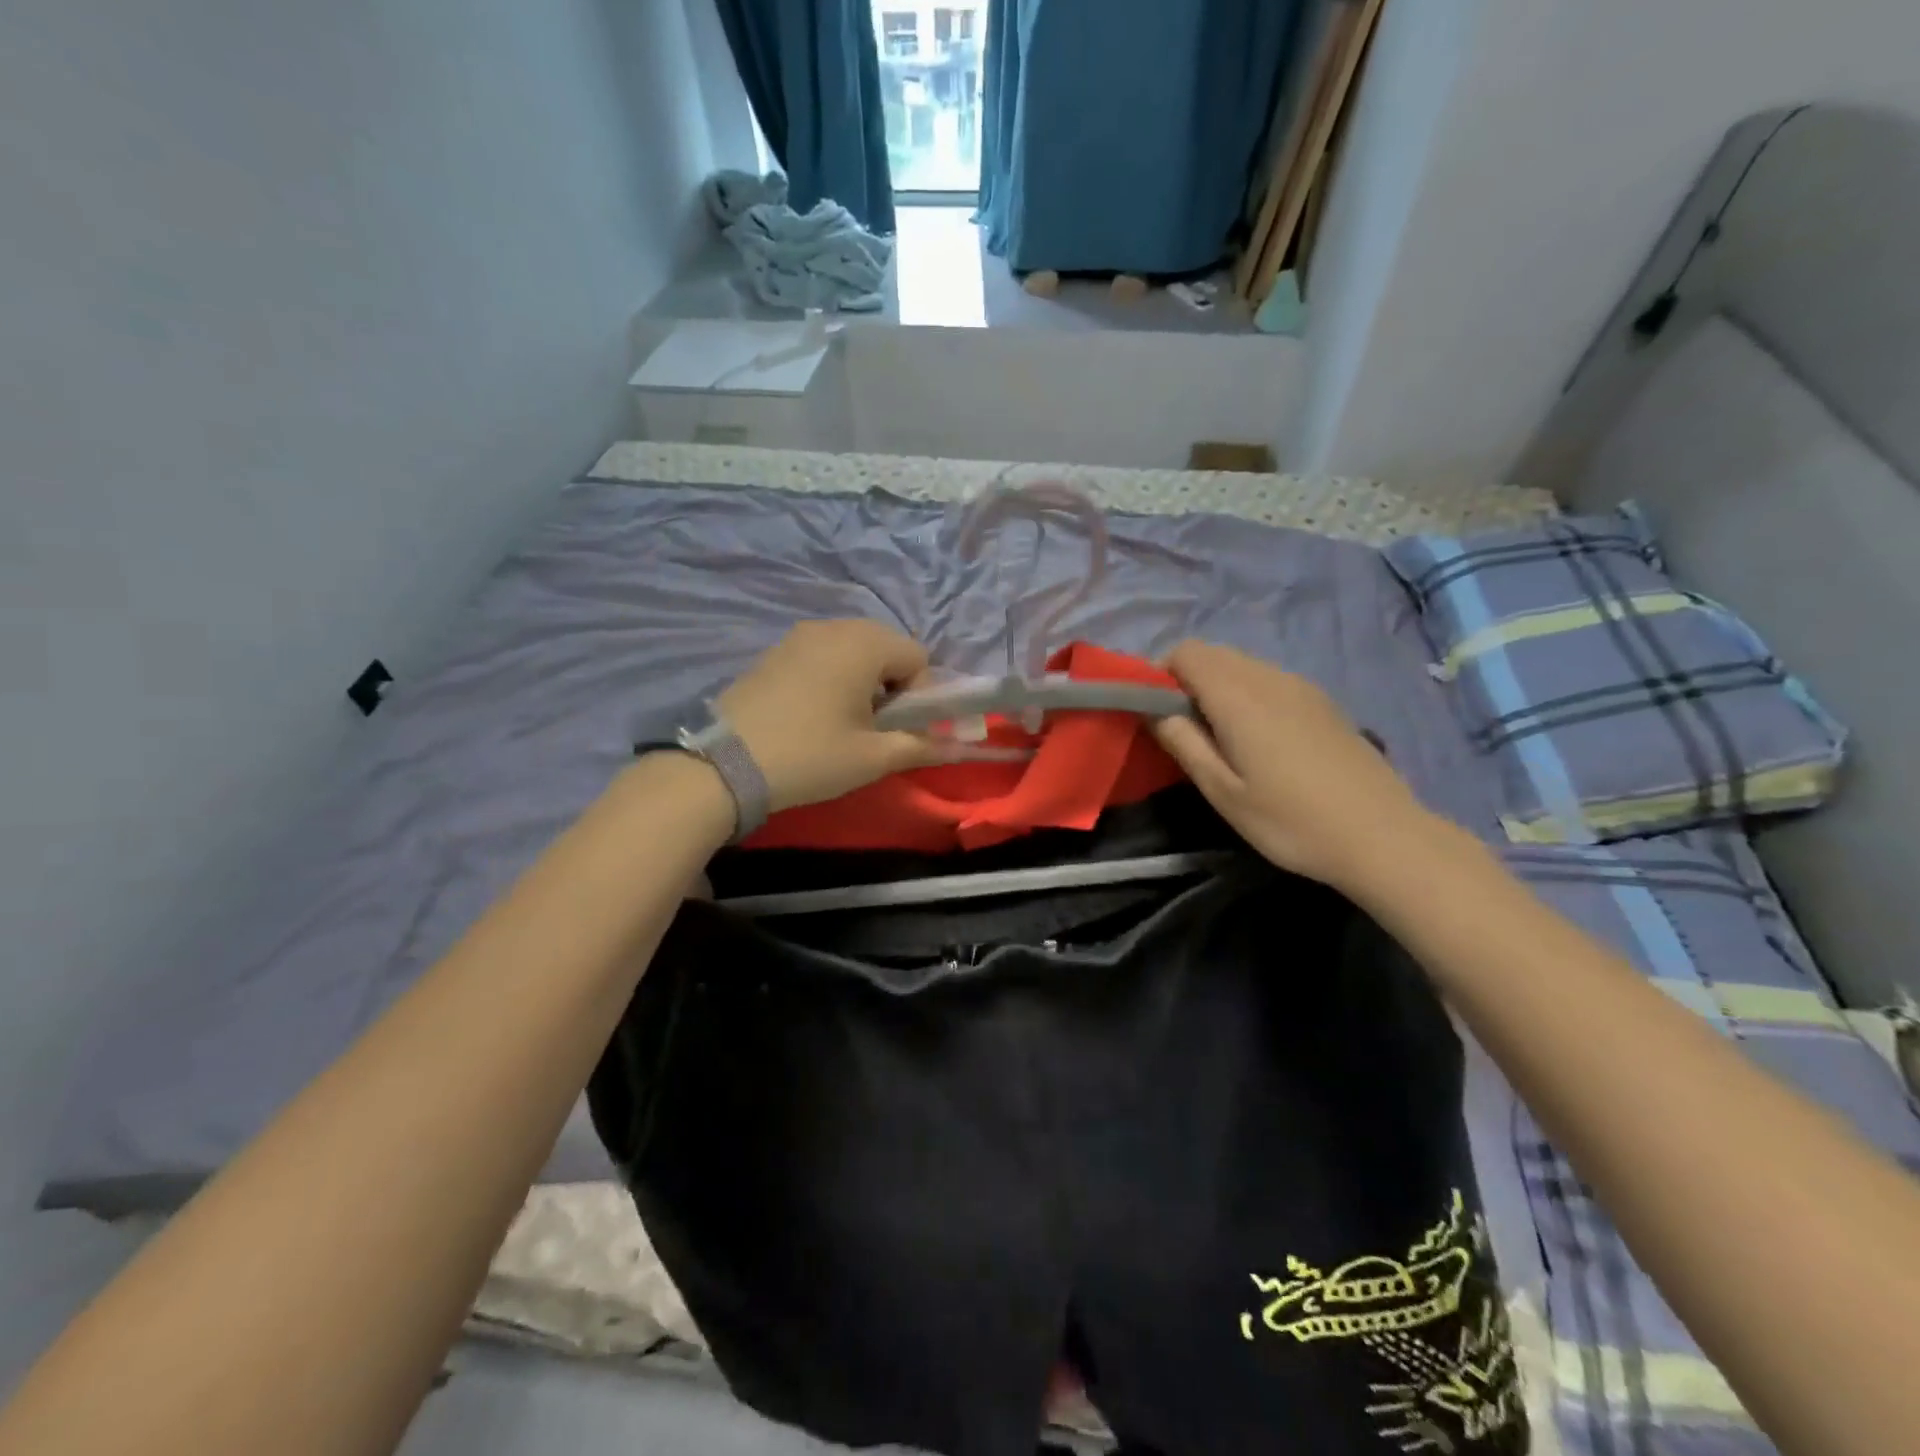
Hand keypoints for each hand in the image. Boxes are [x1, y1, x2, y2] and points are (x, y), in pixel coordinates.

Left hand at [717, 620, 940, 811]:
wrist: (724, 765)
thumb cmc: (811, 755)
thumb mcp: (873, 757)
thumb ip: (922, 745)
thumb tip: (960, 745)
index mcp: (864, 643)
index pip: (918, 657)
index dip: (921, 695)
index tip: (900, 730)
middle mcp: (834, 627)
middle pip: (886, 648)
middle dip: (892, 686)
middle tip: (874, 728)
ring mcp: (799, 635)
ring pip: (853, 651)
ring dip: (862, 681)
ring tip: (842, 722)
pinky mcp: (774, 651)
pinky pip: (822, 655)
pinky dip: (832, 677)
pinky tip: (813, 713)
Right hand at [1153, 641, 1440, 891]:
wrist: (1383, 836)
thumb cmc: (1291, 820)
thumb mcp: (1223, 792)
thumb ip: (1183, 743)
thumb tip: (1154, 711)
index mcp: (1239, 696)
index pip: (1186, 653)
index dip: (1159, 674)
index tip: (1153, 713)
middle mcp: (1270, 678)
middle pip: (1213, 654)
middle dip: (1185, 680)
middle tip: (1182, 729)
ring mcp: (1302, 687)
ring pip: (1242, 665)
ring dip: (1217, 686)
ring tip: (1218, 737)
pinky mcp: (1322, 702)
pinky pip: (1269, 679)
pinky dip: (1246, 693)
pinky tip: (1257, 740)